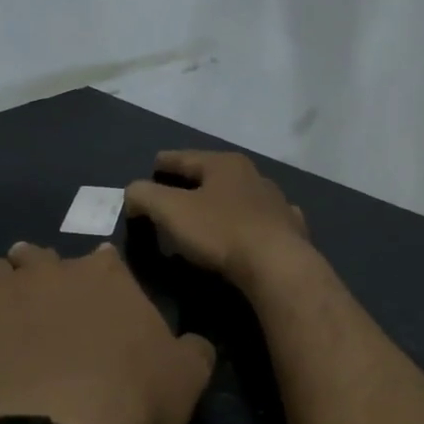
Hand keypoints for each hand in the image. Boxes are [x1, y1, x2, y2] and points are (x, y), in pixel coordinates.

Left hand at [0, 242, 215, 423]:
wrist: (69, 421)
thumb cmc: (136, 395)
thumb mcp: (188, 376)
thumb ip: (193, 351)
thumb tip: (196, 343)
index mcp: (107, 275)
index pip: (102, 258)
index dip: (98, 271)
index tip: (95, 287)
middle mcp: (54, 271)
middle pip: (37, 255)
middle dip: (37, 266)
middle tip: (37, 289)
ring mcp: (8, 292)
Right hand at [124, 151, 310, 289]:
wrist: (278, 266)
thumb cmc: (220, 232)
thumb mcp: (171, 211)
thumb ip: (145, 196)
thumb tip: (133, 192)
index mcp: (224, 165)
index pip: (184, 157)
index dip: (164, 162)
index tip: (151, 167)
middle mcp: (253, 175)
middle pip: (213, 175)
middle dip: (192, 184)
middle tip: (173, 195)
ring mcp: (276, 202)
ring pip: (240, 197)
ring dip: (222, 204)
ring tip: (206, 218)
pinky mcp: (290, 230)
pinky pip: (262, 222)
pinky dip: (248, 224)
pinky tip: (247, 232)